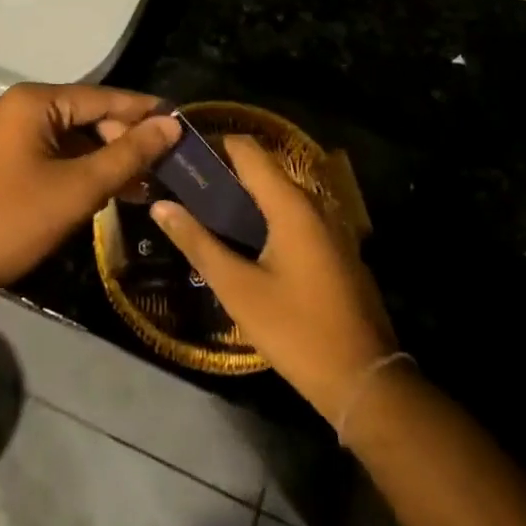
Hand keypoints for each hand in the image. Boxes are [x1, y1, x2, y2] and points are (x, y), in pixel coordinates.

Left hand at [0, 83, 180, 309]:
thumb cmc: (13, 220)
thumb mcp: (79, 188)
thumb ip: (128, 154)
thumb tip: (171, 125)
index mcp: (35, 102)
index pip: (103, 97)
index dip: (144, 111)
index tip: (183, 124)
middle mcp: (22, 107)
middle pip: (89, 115)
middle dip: (126, 140)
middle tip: (166, 165)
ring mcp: (12, 133)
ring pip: (74, 138)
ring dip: (108, 159)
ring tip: (148, 183)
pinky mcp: (8, 159)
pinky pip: (57, 154)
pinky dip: (84, 170)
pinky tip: (113, 191)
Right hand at [149, 135, 396, 420]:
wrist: (365, 379)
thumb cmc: (296, 330)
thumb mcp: (238, 289)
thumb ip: (198, 242)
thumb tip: (161, 205)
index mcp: (290, 204)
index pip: (247, 149)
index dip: (212, 146)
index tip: (181, 159)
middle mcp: (313, 204)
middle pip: (262, 169)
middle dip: (223, 174)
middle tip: (184, 191)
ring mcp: (328, 226)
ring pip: (277, 195)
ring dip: (243, 199)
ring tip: (204, 215)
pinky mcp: (333, 249)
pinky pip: (293, 216)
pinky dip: (264, 218)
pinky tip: (242, 243)